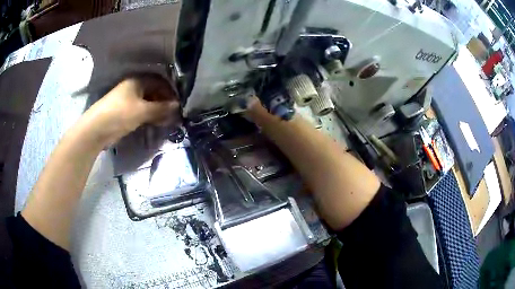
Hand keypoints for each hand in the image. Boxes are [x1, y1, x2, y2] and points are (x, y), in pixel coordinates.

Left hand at [82, 74, 180, 145]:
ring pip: (148, 103)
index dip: (170, 92)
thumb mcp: (141, 111)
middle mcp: (134, 88)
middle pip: (154, 92)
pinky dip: (150, 116)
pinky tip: (156, 123)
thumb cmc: (119, 114)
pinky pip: (142, 112)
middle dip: (165, 102)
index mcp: (137, 81)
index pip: (159, 82)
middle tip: (174, 115)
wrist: (96, 130)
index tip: (179, 104)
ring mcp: (129, 101)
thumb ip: (160, 108)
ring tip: (167, 121)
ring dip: (158, 111)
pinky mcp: (125, 113)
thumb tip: (177, 106)